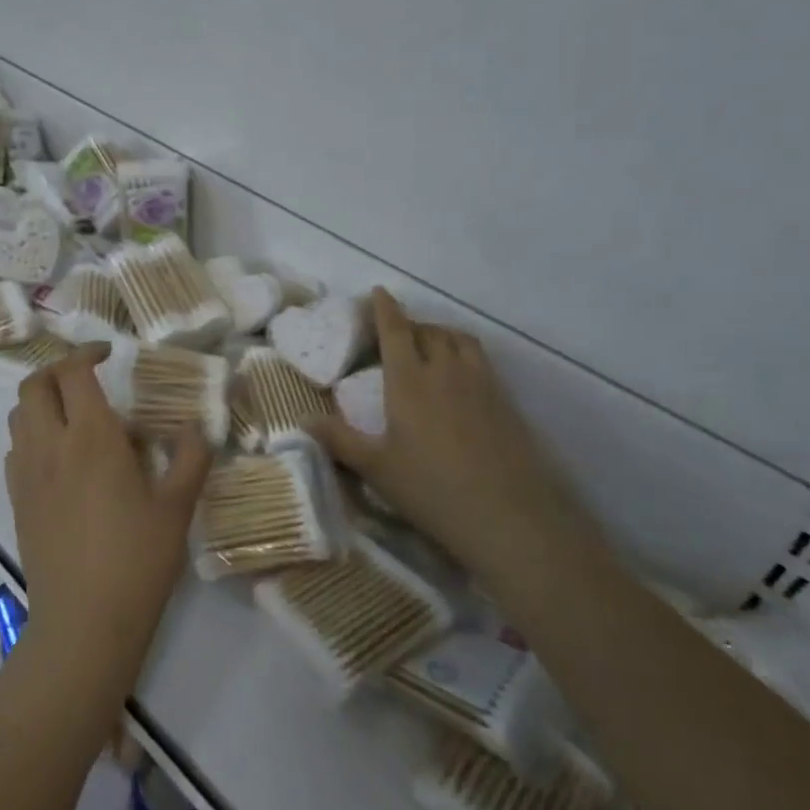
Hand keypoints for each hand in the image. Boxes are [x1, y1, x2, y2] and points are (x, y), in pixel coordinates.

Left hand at [5, 345, 212, 687]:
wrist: (83, 624)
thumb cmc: (137, 561)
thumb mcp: (177, 508)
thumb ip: (191, 458)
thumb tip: (196, 427)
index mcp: (91, 438)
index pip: (73, 373)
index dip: (87, 353)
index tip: (109, 354)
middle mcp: (51, 445)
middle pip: (34, 384)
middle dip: (57, 369)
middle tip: (87, 377)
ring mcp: (27, 474)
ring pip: (19, 415)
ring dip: (42, 400)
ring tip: (74, 414)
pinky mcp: (17, 501)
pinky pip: (15, 449)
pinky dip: (32, 434)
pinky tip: (59, 457)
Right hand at [309, 289, 581, 582]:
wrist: (509, 517)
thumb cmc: (432, 489)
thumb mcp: (376, 468)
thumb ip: (339, 440)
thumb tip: (300, 420)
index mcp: (409, 381)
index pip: (396, 331)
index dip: (385, 309)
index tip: (378, 291)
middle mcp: (445, 371)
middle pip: (429, 331)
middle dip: (411, 323)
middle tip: (396, 331)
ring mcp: (481, 384)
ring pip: (460, 340)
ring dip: (441, 333)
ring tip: (430, 346)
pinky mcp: (506, 402)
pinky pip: (481, 361)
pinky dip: (464, 354)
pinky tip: (460, 379)